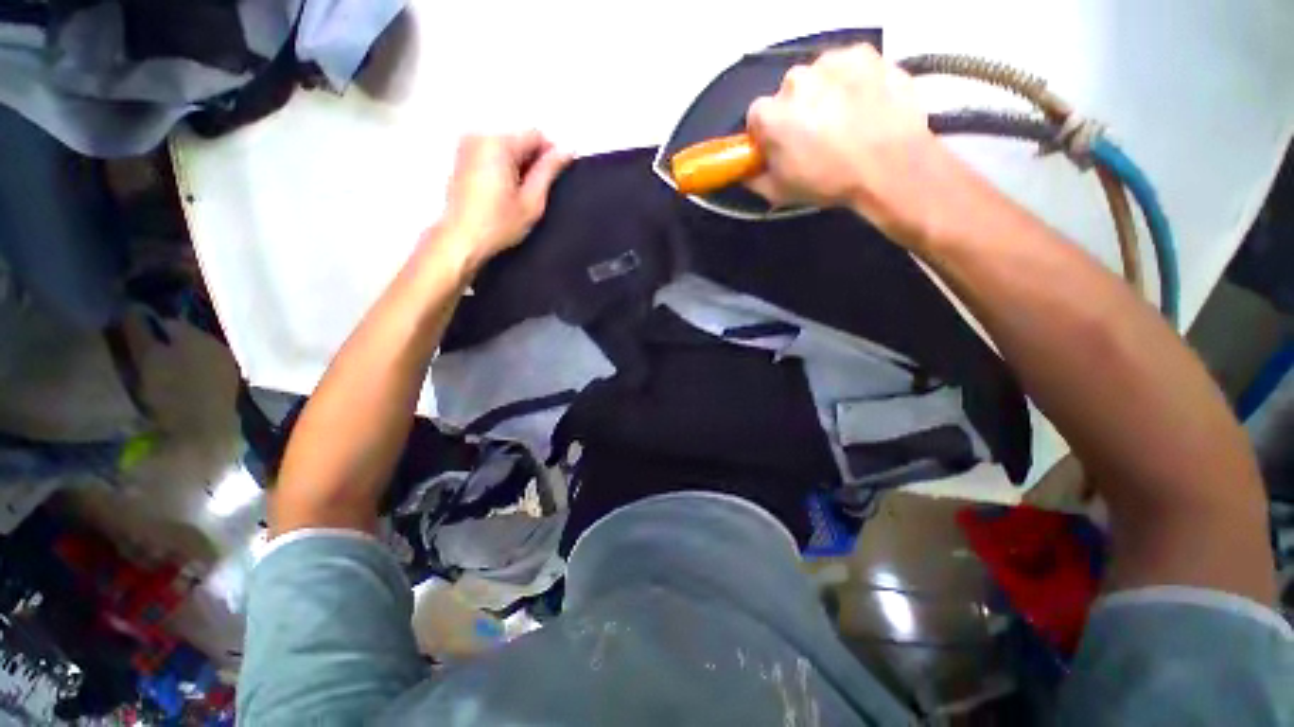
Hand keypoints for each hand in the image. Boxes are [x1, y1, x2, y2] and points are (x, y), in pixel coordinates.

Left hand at [439, 131, 571, 269]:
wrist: (460, 240)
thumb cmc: (499, 224)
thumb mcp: (532, 200)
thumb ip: (549, 171)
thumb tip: (566, 150)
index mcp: (498, 143)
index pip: (535, 134)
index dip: (551, 153)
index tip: (556, 178)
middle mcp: (479, 136)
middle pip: (518, 139)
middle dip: (532, 160)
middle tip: (537, 191)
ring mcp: (466, 145)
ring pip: (505, 146)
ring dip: (518, 165)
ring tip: (520, 194)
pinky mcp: (460, 158)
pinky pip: (491, 153)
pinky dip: (503, 167)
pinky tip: (504, 192)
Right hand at [747, 45, 937, 235]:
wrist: (891, 165)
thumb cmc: (829, 182)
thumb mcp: (781, 193)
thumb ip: (755, 179)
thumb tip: (747, 171)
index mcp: (771, 115)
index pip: (756, 117)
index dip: (767, 133)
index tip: (780, 146)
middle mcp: (796, 80)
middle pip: (788, 94)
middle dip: (797, 111)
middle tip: (816, 136)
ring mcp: (831, 62)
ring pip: (819, 77)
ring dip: (824, 94)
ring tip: (844, 120)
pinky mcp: (864, 53)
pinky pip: (848, 66)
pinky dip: (851, 81)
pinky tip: (863, 104)